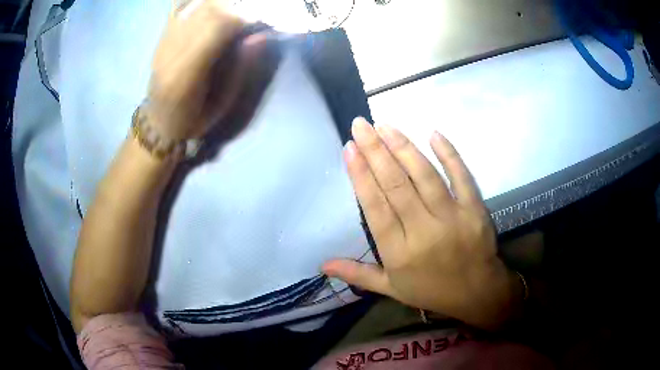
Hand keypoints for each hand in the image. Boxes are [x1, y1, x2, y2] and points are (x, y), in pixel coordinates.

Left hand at [146, 0, 267, 139]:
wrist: (158, 120)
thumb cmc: (192, 119)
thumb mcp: (222, 104)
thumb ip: (240, 69)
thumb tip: (260, 36)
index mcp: (185, 76)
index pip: (216, 29)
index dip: (243, 18)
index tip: (261, 21)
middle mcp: (170, 52)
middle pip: (207, 11)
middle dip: (235, 7)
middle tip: (250, 14)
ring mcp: (163, 41)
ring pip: (196, 5)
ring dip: (220, 4)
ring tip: (234, 11)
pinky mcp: (162, 35)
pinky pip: (180, 6)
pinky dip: (199, 1)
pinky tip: (212, 7)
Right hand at [323, 118, 521, 329]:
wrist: (478, 293)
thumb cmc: (432, 290)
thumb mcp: (392, 289)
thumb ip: (358, 274)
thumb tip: (322, 265)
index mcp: (398, 252)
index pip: (375, 207)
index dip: (361, 175)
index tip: (349, 147)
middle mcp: (423, 232)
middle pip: (396, 185)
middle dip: (375, 151)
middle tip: (361, 124)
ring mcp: (452, 218)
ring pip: (424, 176)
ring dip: (403, 147)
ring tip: (385, 125)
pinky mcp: (475, 209)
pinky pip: (461, 177)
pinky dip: (449, 154)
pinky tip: (433, 134)